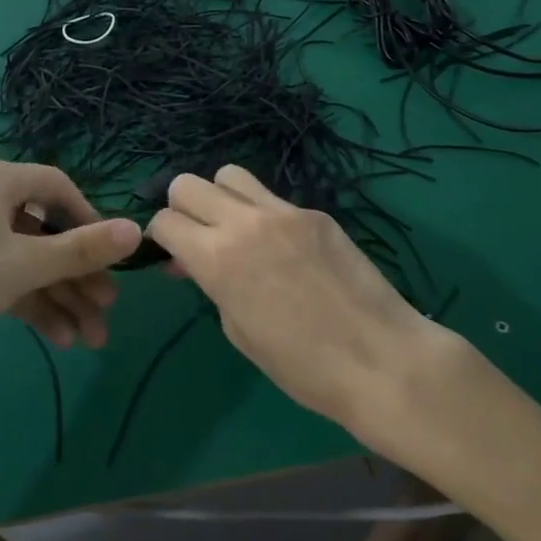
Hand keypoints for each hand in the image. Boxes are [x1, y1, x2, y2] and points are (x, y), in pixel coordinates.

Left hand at [0, 159, 140, 395]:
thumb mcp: (24, 265)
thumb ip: (82, 249)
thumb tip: (138, 230)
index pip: (58, 187)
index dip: (90, 220)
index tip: (111, 256)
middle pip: (45, 232)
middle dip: (78, 275)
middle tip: (107, 309)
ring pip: (27, 262)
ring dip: (60, 298)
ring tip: (91, 339)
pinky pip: (4, 278)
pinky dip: (31, 305)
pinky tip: (59, 339)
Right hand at [146, 165, 442, 444]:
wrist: (379, 358)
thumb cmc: (301, 366)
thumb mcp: (239, 331)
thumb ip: (211, 284)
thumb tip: (196, 262)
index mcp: (218, 258)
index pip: (165, 221)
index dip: (161, 239)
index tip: (173, 256)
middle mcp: (245, 222)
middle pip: (188, 184)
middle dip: (182, 208)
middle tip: (197, 238)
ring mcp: (284, 211)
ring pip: (231, 175)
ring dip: (221, 198)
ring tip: (236, 230)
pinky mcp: (316, 213)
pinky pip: (274, 199)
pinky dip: (263, 214)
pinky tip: (283, 247)